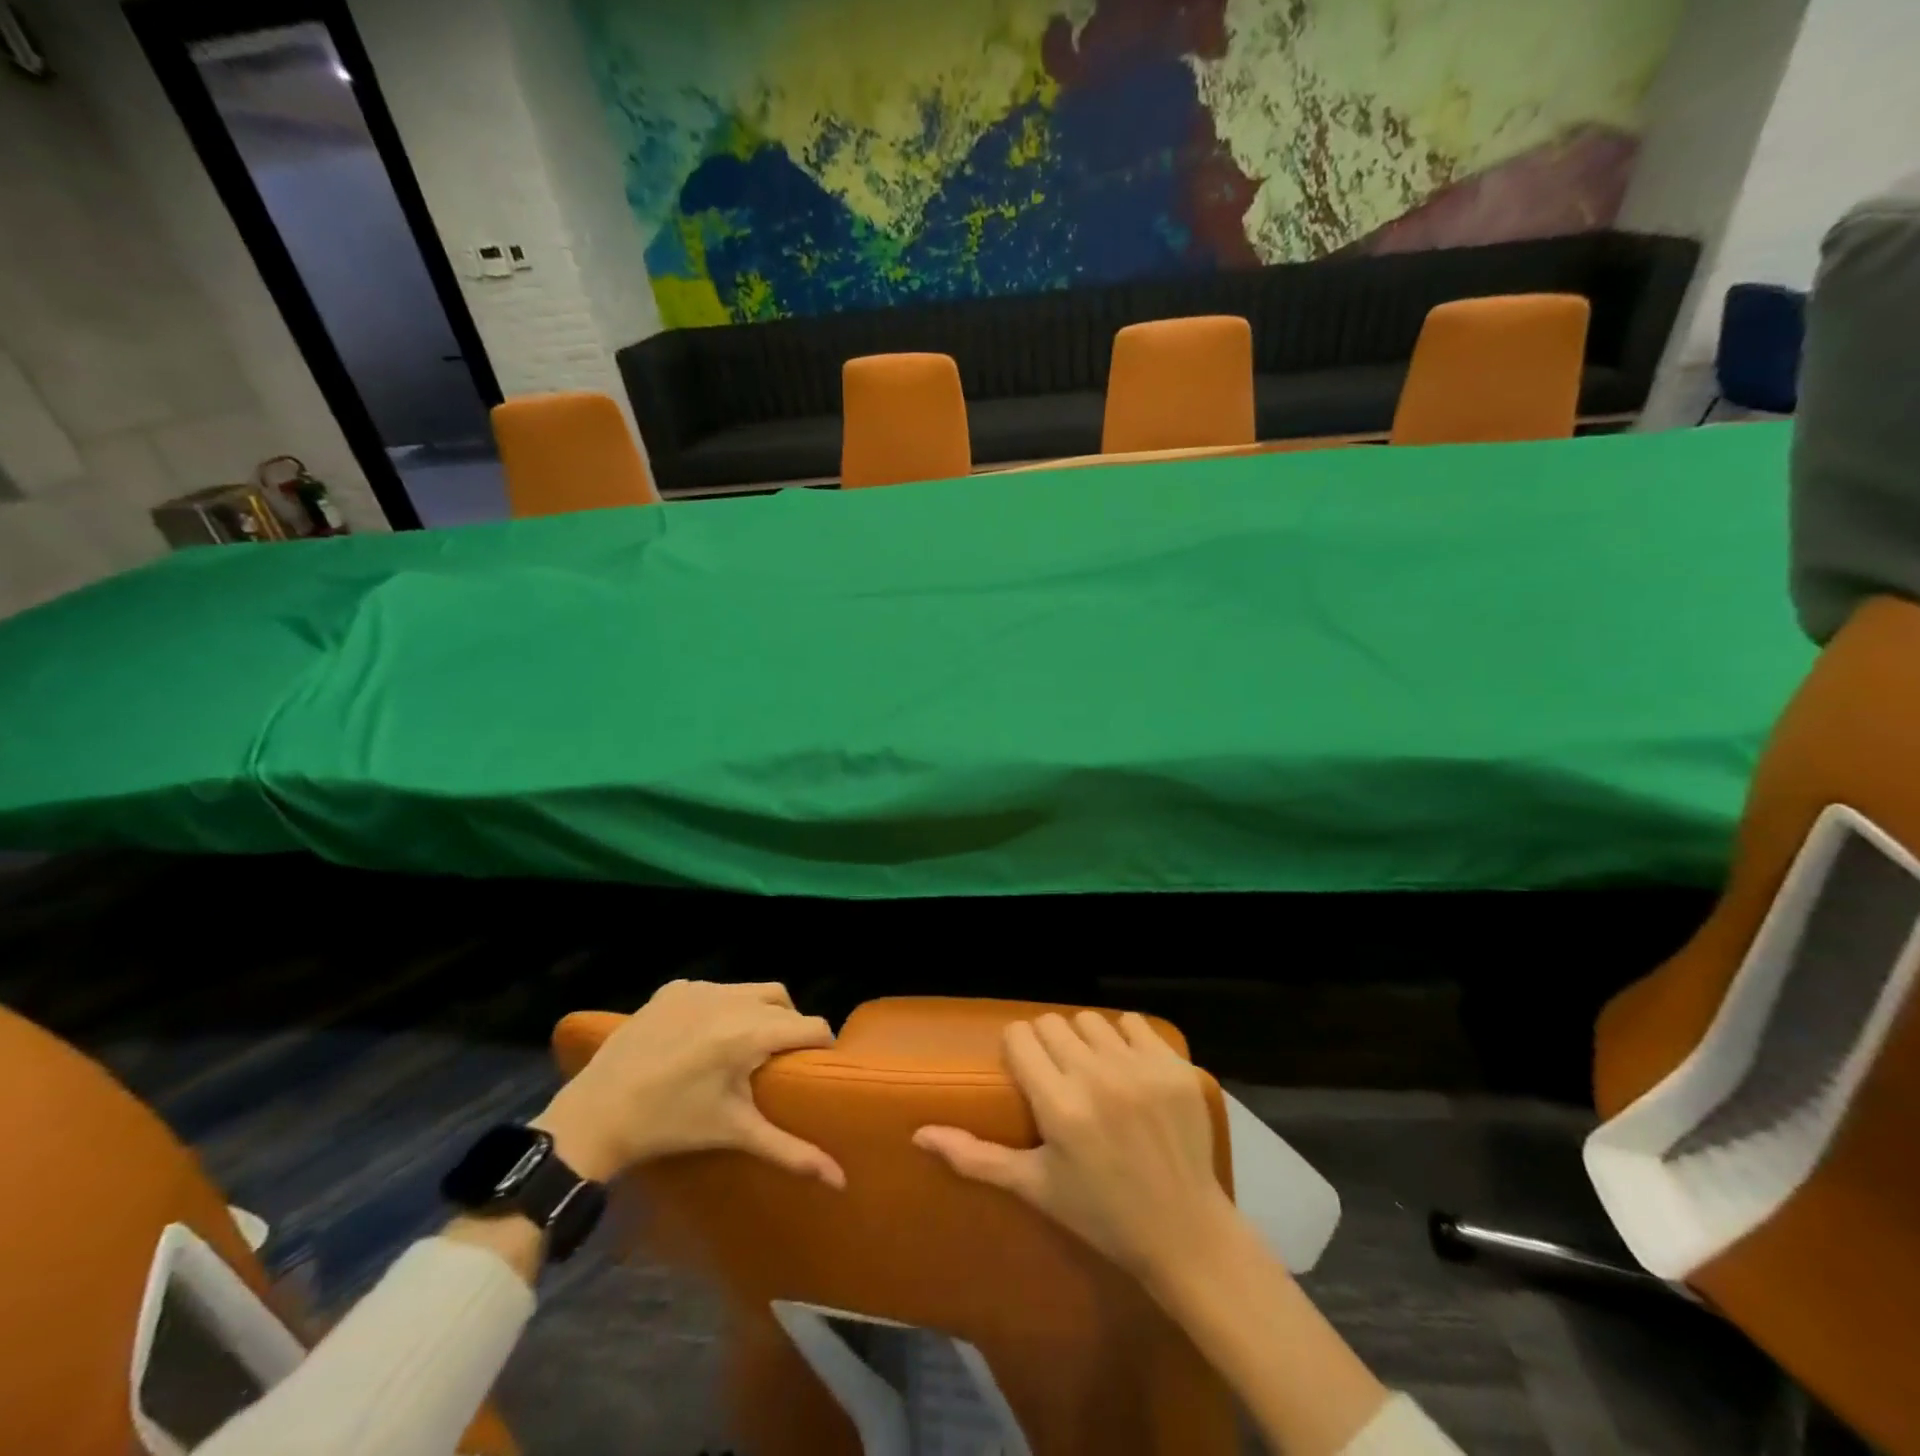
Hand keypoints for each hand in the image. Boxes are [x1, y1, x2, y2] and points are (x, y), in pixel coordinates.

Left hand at [532, 980, 842, 1187]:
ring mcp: (700, 989)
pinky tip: (705, 1036)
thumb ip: (791, 1152)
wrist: (595, 1115)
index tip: (815, 1067)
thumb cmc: (671, 1126)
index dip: (820, 1046)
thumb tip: (840, 1180)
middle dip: (791, 1025)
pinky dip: (722, 1006)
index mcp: (751, 1032)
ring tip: (746, 1045)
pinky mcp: (673, 989)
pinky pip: (715, 989)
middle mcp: (731, 999)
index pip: (810, 1026)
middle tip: (780, 1059)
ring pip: (752, 989)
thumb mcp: (735, 1133)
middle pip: (784, 1001)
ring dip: (760, 1011)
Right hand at [913, 1010, 1234, 1282]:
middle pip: (1052, 1023)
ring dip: (1085, 1040)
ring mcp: (1139, 1068)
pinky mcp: (1173, 1066)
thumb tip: (918, 1134)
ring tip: (1093, 1073)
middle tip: (1059, 1077)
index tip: (1025, 1070)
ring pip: (1091, 1020)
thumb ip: (976, 1157)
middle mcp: (1097, 1077)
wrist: (1184, 1231)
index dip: (1017, 1049)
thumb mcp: (1035, 1187)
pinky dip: (1125, 1039)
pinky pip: (1133, 1023)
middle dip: (1048, 1045)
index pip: (1021, 1036)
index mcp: (1059, 1106)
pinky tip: (1128, 1070)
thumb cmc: (1101, 1214)